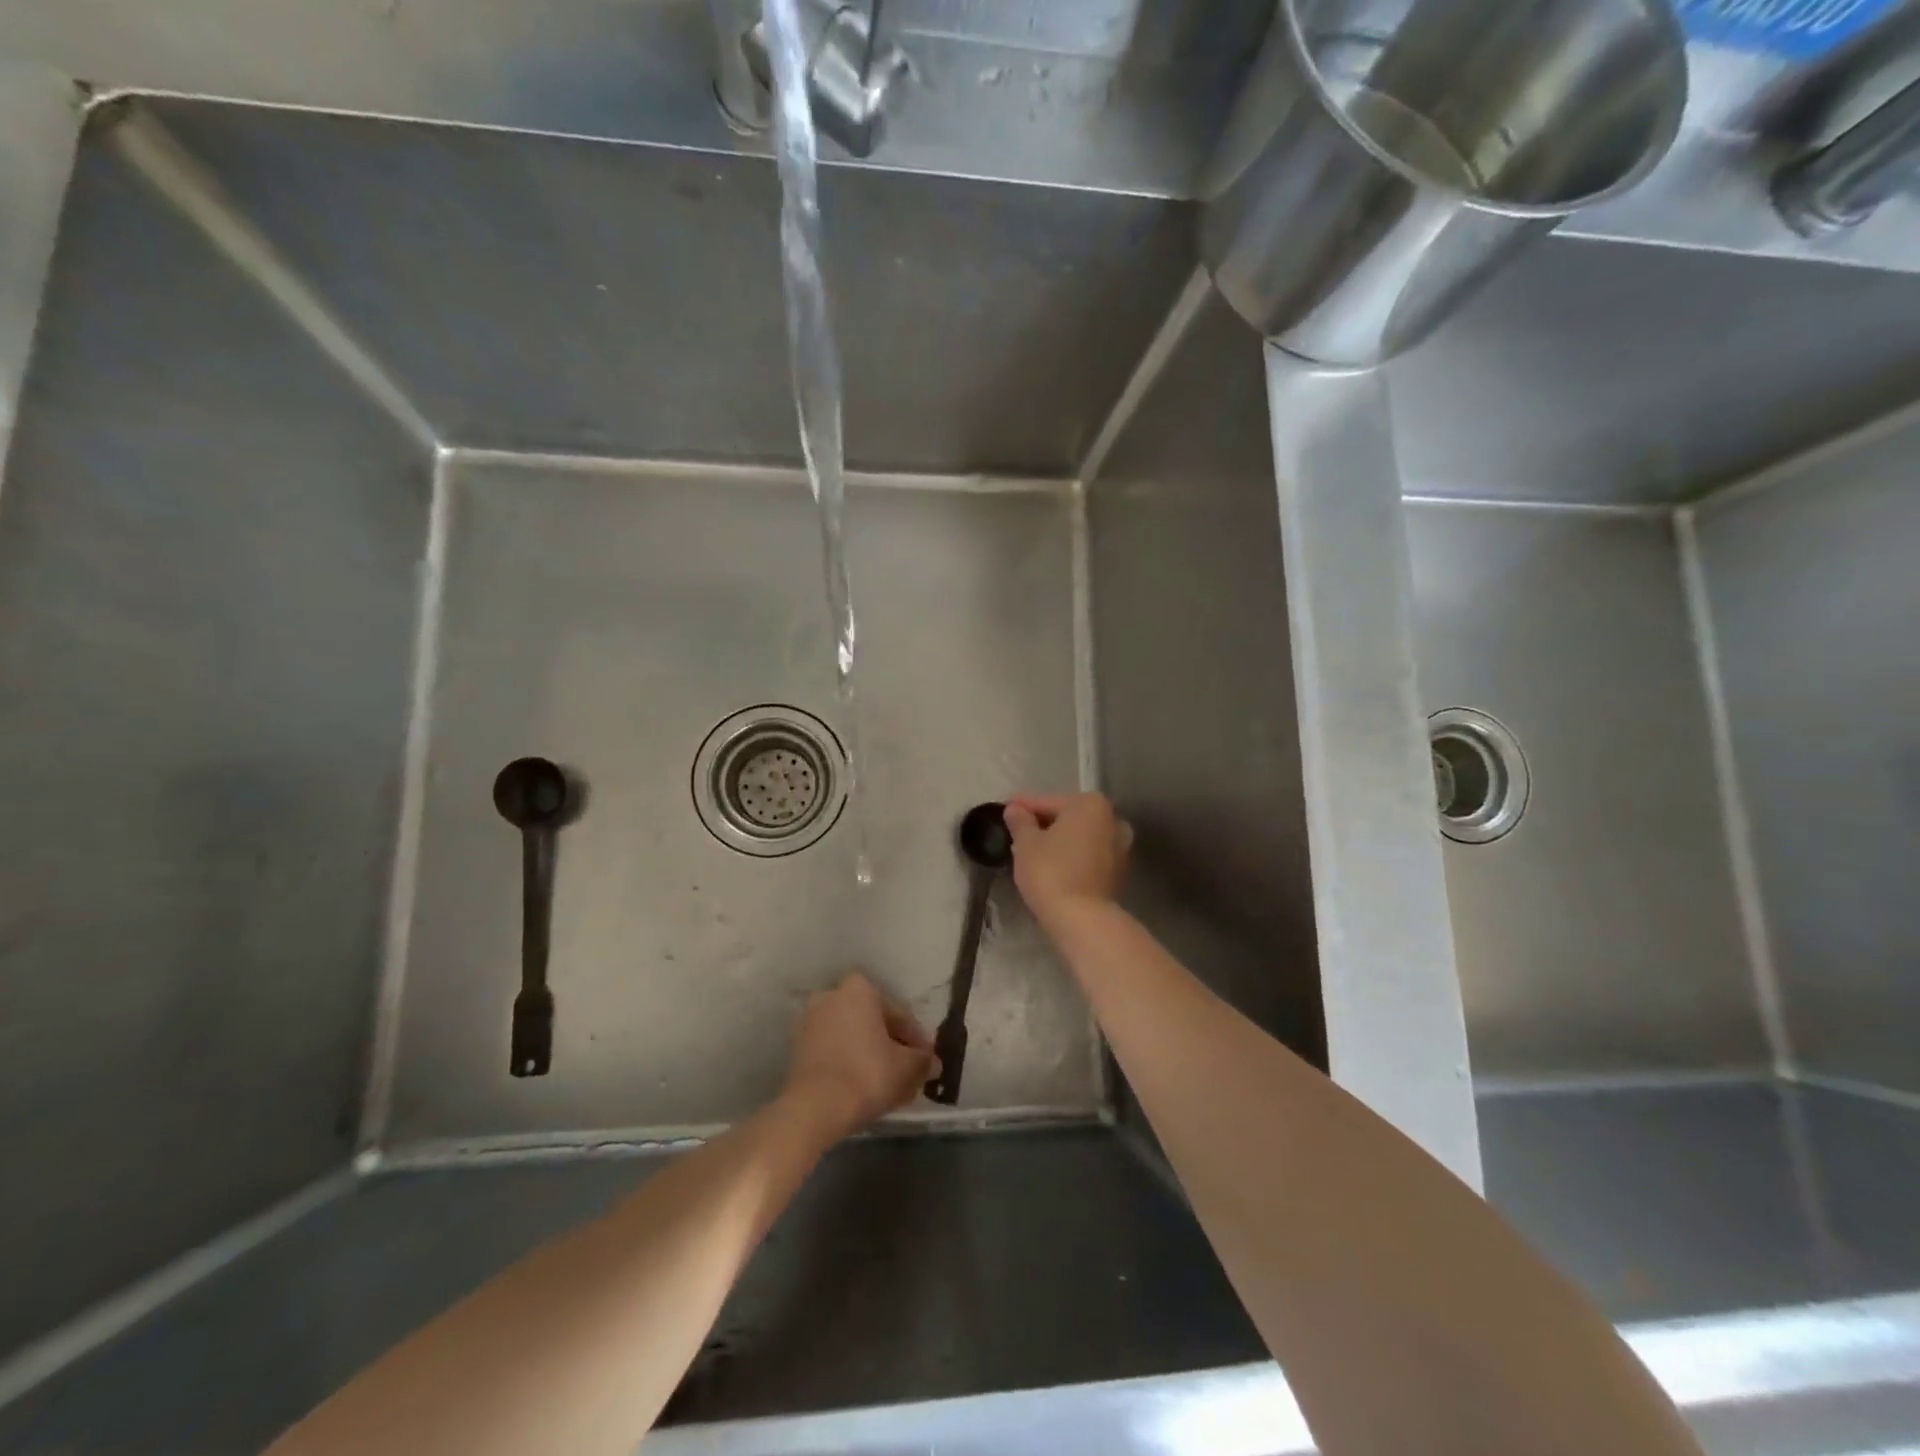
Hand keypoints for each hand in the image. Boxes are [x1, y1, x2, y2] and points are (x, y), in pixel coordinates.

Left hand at [782, 972, 935, 1142]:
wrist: (814, 1108)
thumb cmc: (867, 1075)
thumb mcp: (908, 1068)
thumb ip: (924, 1061)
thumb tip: (932, 1063)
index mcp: (860, 989)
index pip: (899, 1015)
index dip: (917, 1041)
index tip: (927, 1062)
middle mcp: (832, 995)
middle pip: (874, 1024)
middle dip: (892, 1047)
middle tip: (909, 1073)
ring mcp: (810, 1021)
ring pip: (853, 1038)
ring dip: (871, 1056)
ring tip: (888, 1085)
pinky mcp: (797, 1047)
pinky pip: (834, 1051)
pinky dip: (850, 1064)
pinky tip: (864, 1088)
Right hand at [1003, 792, 1132, 923]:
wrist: (1082, 919)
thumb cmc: (1051, 871)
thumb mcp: (1025, 843)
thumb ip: (1020, 821)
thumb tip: (1015, 809)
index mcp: (1091, 804)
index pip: (1048, 802)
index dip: (1023, 808)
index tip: (1005, 810)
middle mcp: (1112, 820)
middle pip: (1067, 818)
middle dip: (1043, 824)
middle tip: (1016, 833)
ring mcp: (1120, 847)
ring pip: (1079, 837)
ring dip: (1058, 841)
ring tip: (1031, 852)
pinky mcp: (1117, 872)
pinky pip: (1087, 856)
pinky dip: (1070, 857)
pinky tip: (1051, 866)